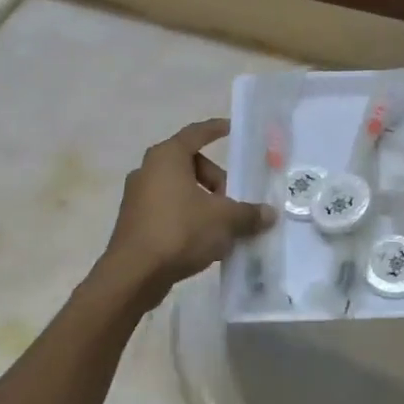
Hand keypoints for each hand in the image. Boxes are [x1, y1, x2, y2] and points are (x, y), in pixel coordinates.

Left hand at [99, 119, 273, 300]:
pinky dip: (189, 218)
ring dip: (204, 202)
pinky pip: (170, 210)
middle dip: (216, 180)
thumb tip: (269, 213)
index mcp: (167, 157)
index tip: (232, 129)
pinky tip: (206, 241)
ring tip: (224, 225)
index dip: (216, 129)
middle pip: (191, 165)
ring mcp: (138, 197)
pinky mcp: (135, 222)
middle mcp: (148, 170)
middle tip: (234, 200)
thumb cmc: (180, 231)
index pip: (196, 133)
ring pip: (180, 190)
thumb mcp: (224, 220)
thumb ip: (249, 213)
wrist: (133, 274)